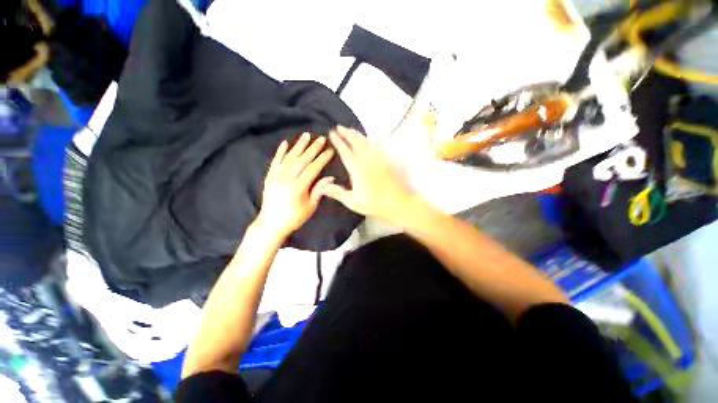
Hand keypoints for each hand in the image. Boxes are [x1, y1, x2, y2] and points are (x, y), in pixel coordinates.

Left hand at [257, 133, 334, 238]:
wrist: (271, 224)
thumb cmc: (294, 218)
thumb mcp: (310, 206)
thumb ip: (319, 190)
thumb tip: (330, 177)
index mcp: (298, 187)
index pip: (313, 168)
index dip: (322, 159)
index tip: (330, 150)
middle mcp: (287, 178)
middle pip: (302, 160)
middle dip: (313, 148)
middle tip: (321, 138)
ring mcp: (276, 176)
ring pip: (289, 157)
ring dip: (299, 145)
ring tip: (306, 135)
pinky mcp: (270, 177)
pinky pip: (275, 161)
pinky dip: (280, 151)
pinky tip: (285, 143)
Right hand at [322, 126, 413, 221]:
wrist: (398, 202)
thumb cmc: (375, 203)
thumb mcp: (353, 201)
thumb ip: (337, 193)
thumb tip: (322, 186)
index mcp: (357, 169)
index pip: (345, 151)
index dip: (338, 141)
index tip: (331, 133)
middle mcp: (367, 159)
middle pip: (356, 141)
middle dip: (347, 132)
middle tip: (339, 127)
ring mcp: (379, 158)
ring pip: (366, 141)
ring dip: (357, 134)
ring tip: (350, 130)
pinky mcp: (387, 159)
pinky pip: (375, 145)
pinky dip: (368, 140)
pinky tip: (366, 141)